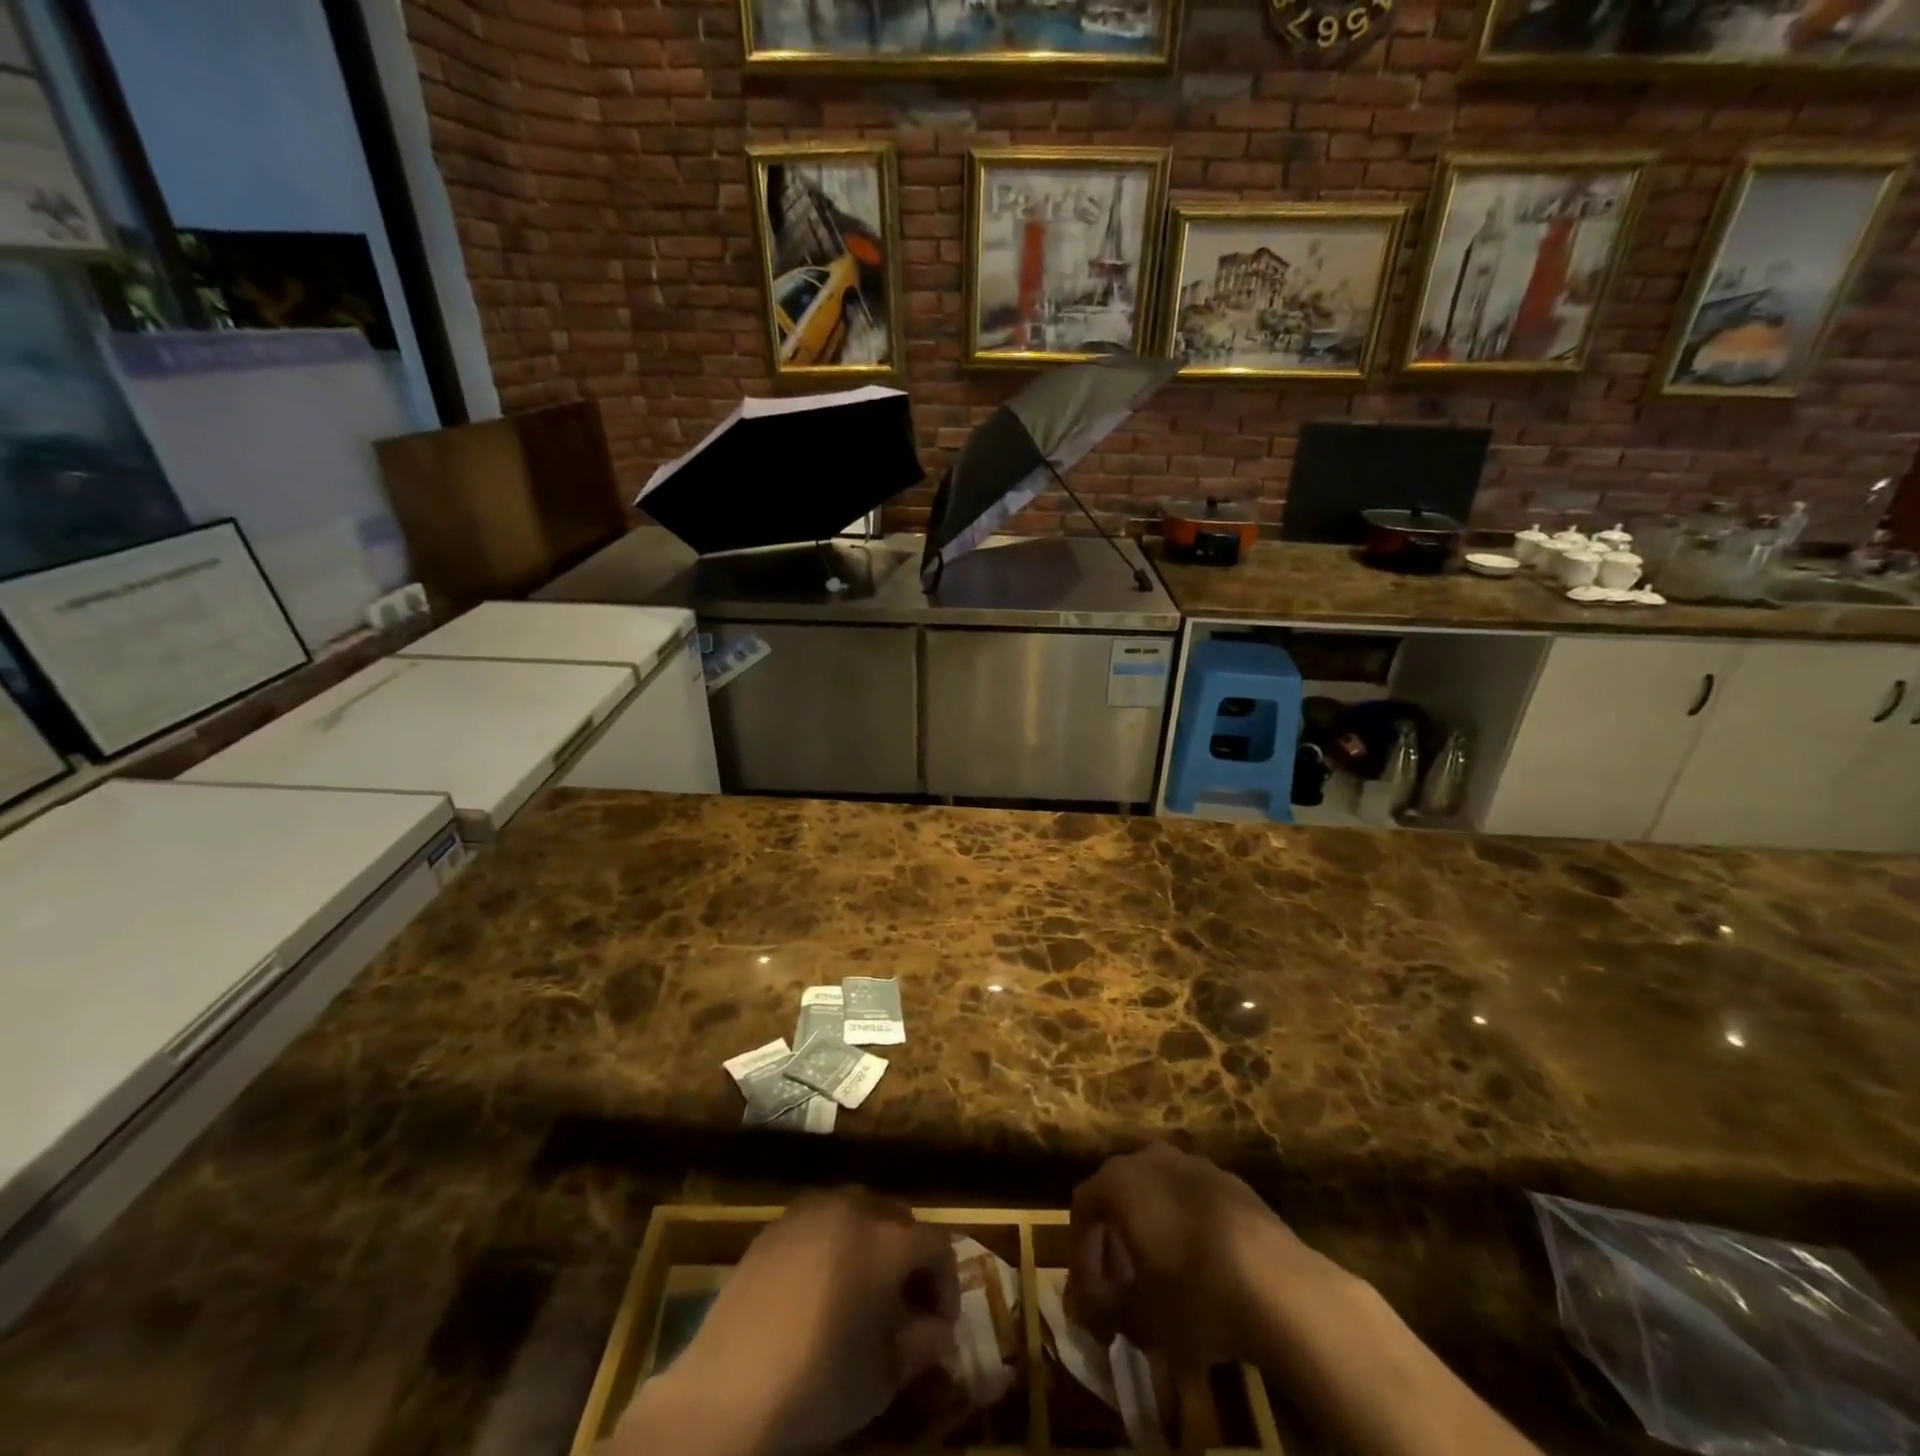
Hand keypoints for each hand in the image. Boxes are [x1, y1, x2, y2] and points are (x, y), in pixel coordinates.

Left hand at [616, 1189, 958, 1455]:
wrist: (726, 1391)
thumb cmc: (816, 1384)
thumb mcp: (882, 1378)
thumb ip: (921, 1345)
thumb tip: (940, 1333)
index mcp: (887, 1240)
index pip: (938, 1243)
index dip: (946, 1282)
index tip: (938, 1325)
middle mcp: (854, 1208)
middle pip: (900, 1218)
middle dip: (911, 1257)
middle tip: (905, 1305)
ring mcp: (811, 1210)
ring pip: (860, 1210)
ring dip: (873, 1242)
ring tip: (863, 1291)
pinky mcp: (777, 1223)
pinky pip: (821, 1220)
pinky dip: (835, 1242)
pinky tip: (821, 1286)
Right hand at [1065, 1142, 1319, 1366]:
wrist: (1282, 1287)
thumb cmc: (1195, 1295)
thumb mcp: (1139, 1317)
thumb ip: (1102, 1308)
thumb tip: (1086, 1309)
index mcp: (1120, 1180)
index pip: (1083, 1207)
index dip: (1081, 1254)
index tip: (1091, 1298)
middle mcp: (1152, 1158)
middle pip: (1120, 1195)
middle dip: (1115, 1242)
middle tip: (1122, 1288)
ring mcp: (1196, 1164)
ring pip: (1159, 1195)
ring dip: (1152, 1232)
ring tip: (1163, 1281)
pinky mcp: (1234, 1183)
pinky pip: (1194, 1202)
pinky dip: (1187, 1230)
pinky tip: (1204, 1271)